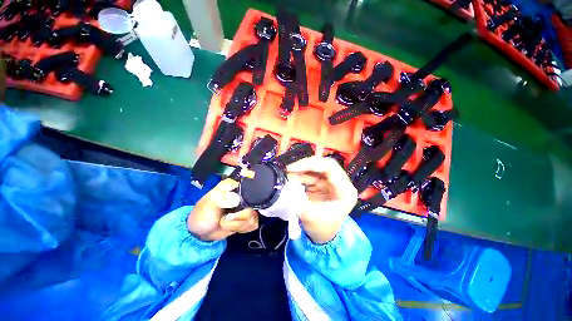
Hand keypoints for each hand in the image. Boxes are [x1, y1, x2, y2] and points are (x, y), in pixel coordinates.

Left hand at [187, 179, 258, 240]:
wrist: (201, 230)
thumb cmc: (204, 212)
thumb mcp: (209, 202)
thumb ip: (221, 198)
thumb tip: (236, 200)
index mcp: (236, 185)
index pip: (252, 186)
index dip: (248, 196)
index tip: (236, 206)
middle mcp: (245, 195)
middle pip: (254, 205)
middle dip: (238, 216)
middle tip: (226, 218)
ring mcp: (248, 207)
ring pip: (253, 217)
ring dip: (237, 224)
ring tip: (225, 222)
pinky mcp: (249, 218)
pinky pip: (253, 224)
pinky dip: (242, 228)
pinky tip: (233, 226)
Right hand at [287, 156, 357, 243]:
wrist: (322, 235)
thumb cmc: (321, 228)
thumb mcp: (310, 217)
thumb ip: (298, 201)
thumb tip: (285, 186)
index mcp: (345, 190)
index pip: (330, 167)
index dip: (311, 164)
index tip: (292, 168)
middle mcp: (339, 182)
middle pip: (322, 164)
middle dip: (304, 165)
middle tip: (288, 169)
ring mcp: (329, 182)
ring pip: (314, 168)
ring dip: (299, 170)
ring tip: (286, 176)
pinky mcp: (320, 183)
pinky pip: (308, 174)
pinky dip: (298, 175)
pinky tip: (289, 178)